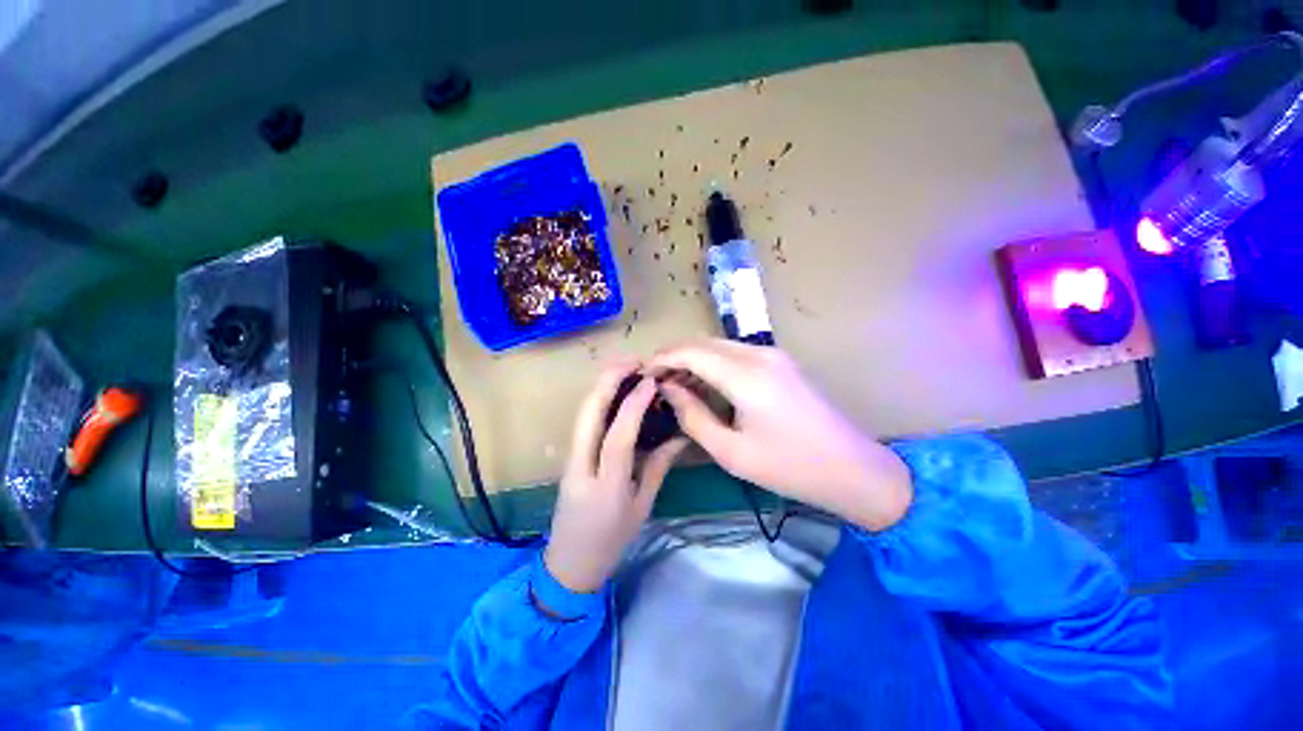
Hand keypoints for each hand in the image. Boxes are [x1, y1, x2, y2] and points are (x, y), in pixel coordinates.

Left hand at [544, 363, 688, 592]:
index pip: (618, 438)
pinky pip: (583, 421)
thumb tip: (679, 436)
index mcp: (606, 487)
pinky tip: (614, 391)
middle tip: (634, 361)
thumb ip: (658, 467)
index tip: (650, 382)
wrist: (569, 563)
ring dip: (601, 386)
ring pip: (582, 413)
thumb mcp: (642, 507)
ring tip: (626, 368)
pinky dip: (597, 399)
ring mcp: (570, 459)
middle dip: (607, 381)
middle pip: (588, 415)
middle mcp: (582, 467)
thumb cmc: (611, 540)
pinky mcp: (570, 455)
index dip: (633, 406)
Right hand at [648, 339, 911, 531]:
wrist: (853, 468)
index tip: (643, 372)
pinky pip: (737, 354)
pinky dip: (714, 363)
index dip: (663, 358)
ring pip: (720, 345)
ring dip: (694, 359)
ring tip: (675, 384)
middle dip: (675, 356)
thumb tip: (669, 391)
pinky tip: (706, 384)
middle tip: (656, 380)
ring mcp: (774, 355)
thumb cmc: (789, 467)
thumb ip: (693, 417)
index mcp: (746, 376)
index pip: (692, 351)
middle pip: (704, 342)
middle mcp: (759, 355)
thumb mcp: (731, 451)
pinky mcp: (781, 362)